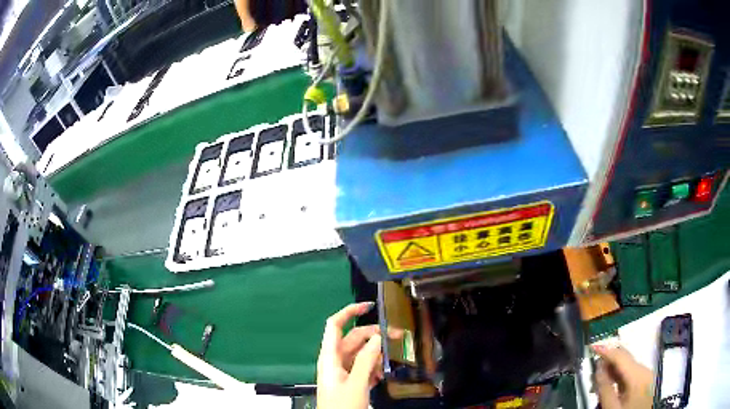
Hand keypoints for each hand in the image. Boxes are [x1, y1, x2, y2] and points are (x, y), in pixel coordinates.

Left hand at [317, 302, 401, 408]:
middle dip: (374, 336)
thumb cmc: (342, 405)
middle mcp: (335, 360)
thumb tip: (377, 337)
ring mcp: (342, 370)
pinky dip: (372, 368)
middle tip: (397, 337)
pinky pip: (362, 366)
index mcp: (330, 356)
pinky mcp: (349, 380)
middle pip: (354, 339)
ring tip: (385, 366)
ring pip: (360, 353)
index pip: (335, 325)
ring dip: (375, 356)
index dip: (349, 312)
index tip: (369, 306)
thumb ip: (366, 359)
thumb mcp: (357, 383)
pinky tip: (380, 377)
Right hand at [593, 345, 653, 408]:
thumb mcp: (611, 407)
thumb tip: (598, 367)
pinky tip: (609, 385)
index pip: (621, 357)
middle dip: (608, 361)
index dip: (606, 350)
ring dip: (612, 370)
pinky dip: (618, 376)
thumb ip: (605, 388)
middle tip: (592, 371)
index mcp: (639, 375)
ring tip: (598, 382)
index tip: (592, 346)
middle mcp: (645, 370)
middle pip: (625, 359)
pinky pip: (630, 373)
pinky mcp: (645, 381)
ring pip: (627, 366)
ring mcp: (647, 375)